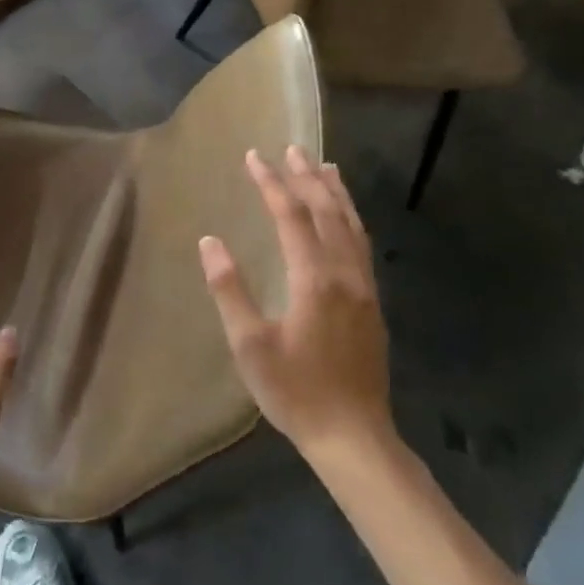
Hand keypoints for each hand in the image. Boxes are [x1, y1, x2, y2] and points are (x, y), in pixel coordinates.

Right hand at [199, 146, 396, 465]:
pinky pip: (361, 244)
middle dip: (306, 176)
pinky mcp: (372, 302)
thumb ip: (230, 290)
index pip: (291, 216)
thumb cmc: (295, 392)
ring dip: (334, 192)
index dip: (271, 183)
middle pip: (327, 211)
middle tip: (290, 148)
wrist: (354, 436)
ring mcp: (364, 287)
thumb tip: (210, 241)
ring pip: (351, 225)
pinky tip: (344, 217)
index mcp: (314, 279)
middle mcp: (345, 273)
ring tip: (324, 165)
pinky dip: (350, 218)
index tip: (254, 156)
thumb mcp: (249, 345)